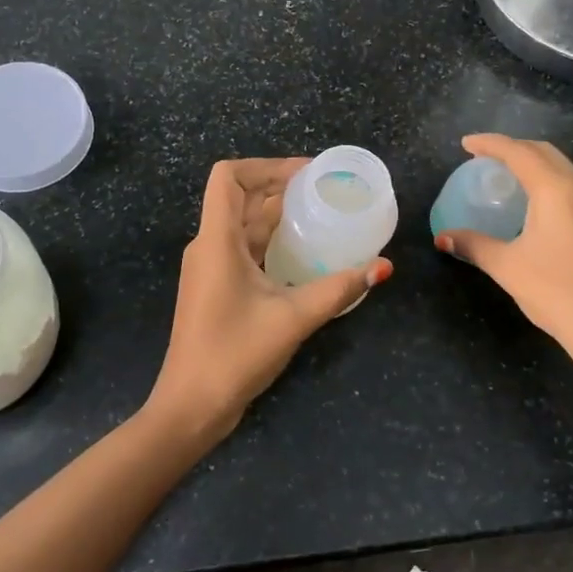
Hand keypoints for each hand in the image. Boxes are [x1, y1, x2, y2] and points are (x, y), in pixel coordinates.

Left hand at [146, 157, 391, 445]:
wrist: (191, 406)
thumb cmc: (234, 354)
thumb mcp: (292, 318)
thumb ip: (338, 289)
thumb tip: (382, 267)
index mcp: (216, 241)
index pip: (228, 176)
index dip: (265, 165)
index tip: (306, 174)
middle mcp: (209, 246)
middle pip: (240, 197)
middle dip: (280, 186)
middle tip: (324, 191)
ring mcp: (210, 268)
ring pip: (243, 224)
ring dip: (277, 214)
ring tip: (320, 214)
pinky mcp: (217, 288)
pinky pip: (244, 249)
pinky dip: (271, 241)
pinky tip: (303, 252)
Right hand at [435, 134, 572, 372]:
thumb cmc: (556, 291)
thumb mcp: (507, 266)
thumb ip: (474, 245)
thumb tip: (443, 238)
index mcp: (555, 189)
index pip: (519, 152)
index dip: (490, 144)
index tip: (465, 144)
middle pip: (544, 152)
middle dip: (513, 147)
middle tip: (484, 157)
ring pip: (562, 167)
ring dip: (533, 162)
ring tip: (506, 174)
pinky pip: (571, 185)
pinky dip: (547, 179)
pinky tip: (533, 201)